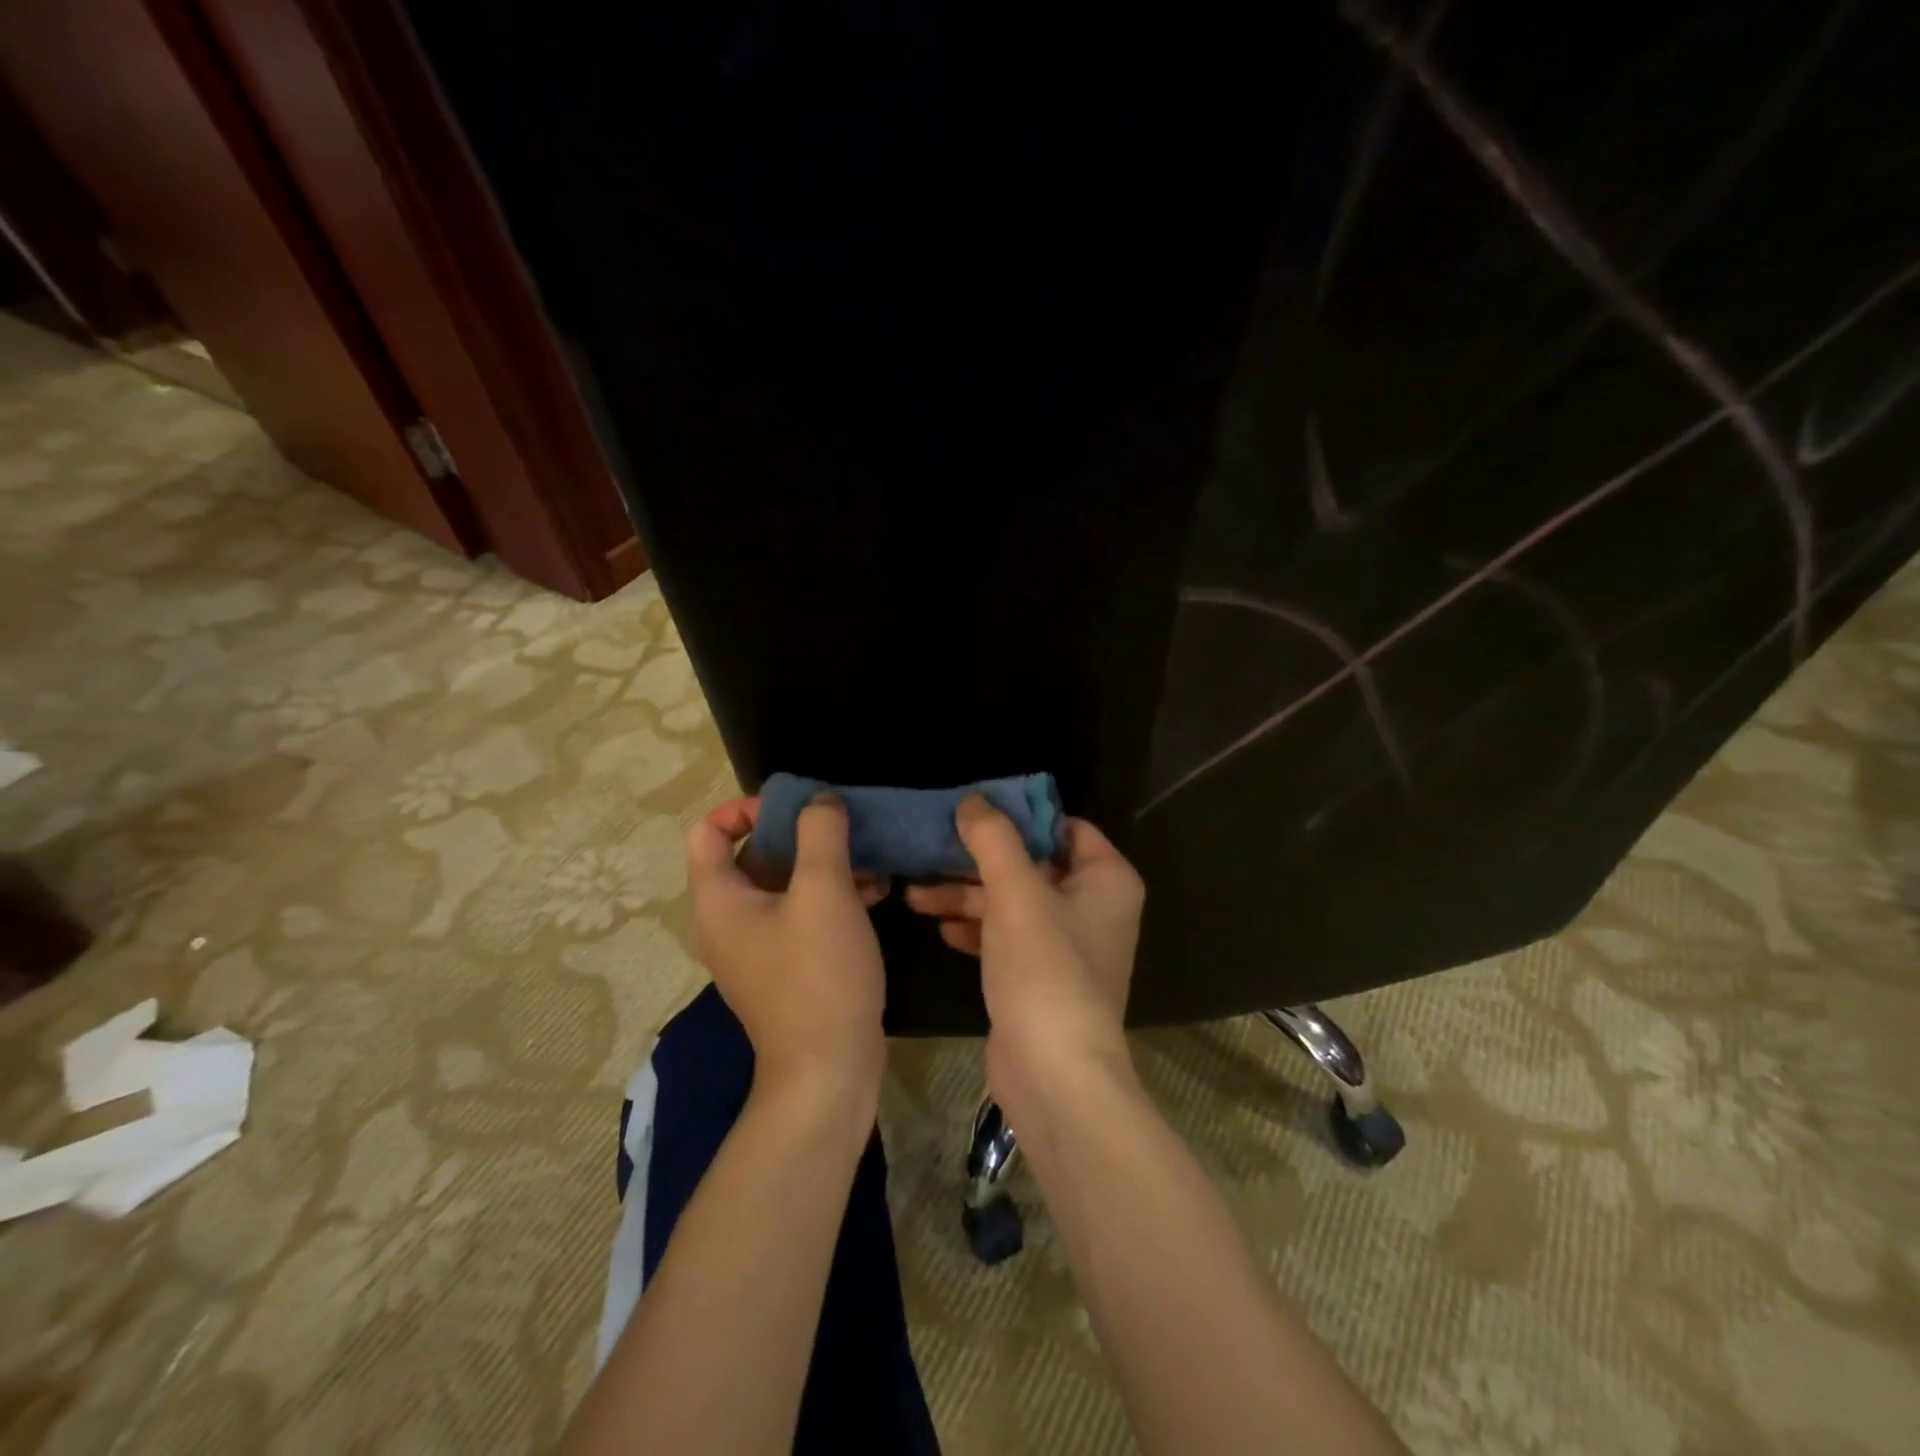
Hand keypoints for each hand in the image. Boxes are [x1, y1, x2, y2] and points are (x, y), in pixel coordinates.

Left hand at [685, 795, 887, 1110]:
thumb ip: (820, 833)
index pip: (709, 830)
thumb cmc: (819, 973)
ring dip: (823, 865)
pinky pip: (800, 914)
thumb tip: (819, 801)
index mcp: (719, 899)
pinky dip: (830, 896)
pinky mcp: (786, 967)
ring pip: (783, 885)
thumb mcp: (824, 891)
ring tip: (870, 857)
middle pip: (751, 854)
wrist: (828, 1071)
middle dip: (799, 834)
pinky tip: (875, 891)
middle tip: (842, 828)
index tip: (797, 808)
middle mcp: (727, 920)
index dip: (748, 808)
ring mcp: (757, 947)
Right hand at [905, 798, 1144, 1116]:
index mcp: (1106, 878)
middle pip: (1030, 864)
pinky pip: (1007, 936)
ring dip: (967, 896)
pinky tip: (939, 927)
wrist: (1054, 1076)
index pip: (1063, 827)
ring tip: (915, 893)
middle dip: (978, 860)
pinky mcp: (1041, 976)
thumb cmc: (1045, 970)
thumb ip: (994, 839)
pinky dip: (977, 928)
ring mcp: (1067, 944)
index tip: (971, 810)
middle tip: (930, 849)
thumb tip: (973, 800)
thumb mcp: (1016, 893)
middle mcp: (1093, 906)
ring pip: (1012, 902)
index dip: (1019, 815)